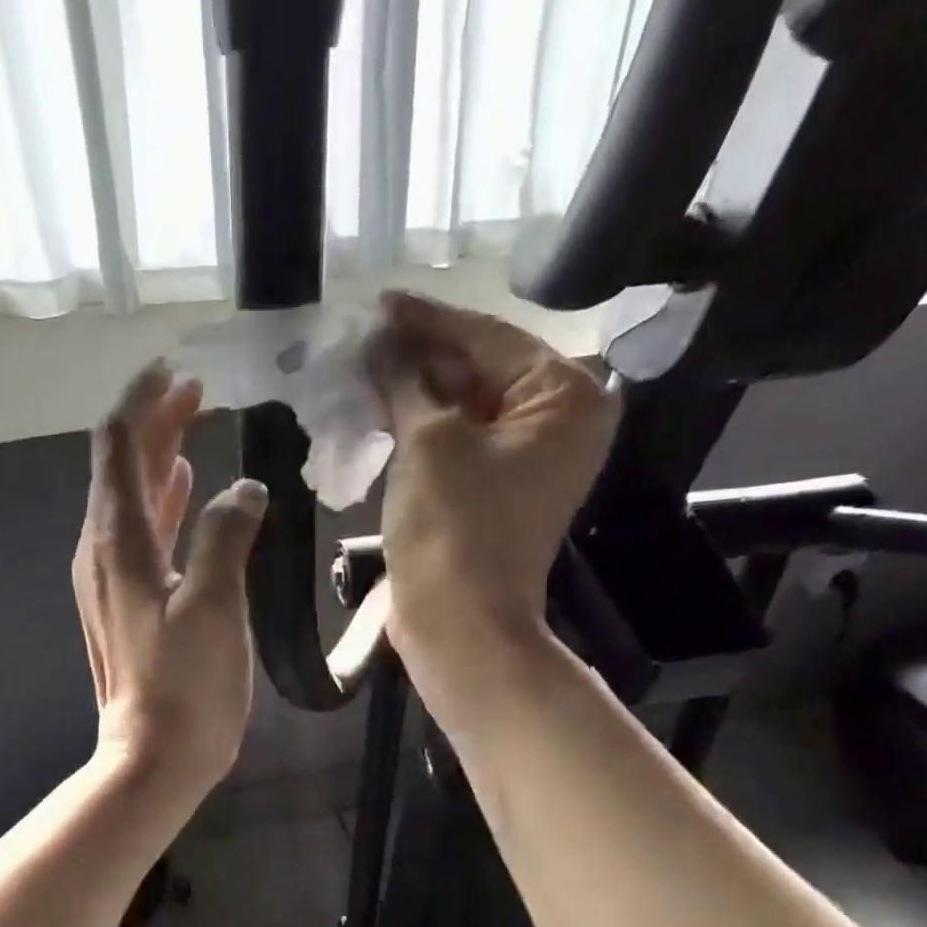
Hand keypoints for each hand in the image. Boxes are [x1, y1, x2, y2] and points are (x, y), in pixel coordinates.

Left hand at [74, 362, 268, 798]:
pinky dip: (162, 502)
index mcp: (118, 541)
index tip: (176, 370)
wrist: (155, 756)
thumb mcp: (214, 604)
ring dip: (159, 458)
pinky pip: (140, 533)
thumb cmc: (186, 685)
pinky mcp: (126, 602)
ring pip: (129, 497)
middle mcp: (103, 550)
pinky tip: (189, 491)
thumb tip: (242, 487)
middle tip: (196, 392)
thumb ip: (226, 535)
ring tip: (194, 425)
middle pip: (121, 465)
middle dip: (154, 422)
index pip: (119, 445)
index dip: (143, 401)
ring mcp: (110, 578)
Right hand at [367, 292, 618, 722]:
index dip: (427, 320)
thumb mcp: (427, 441)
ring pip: (464, 406)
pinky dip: (421, 427)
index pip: (488, 337)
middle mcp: (557, 422)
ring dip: (414, 391)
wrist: (458, 623)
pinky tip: (380, 410)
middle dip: (420, 356)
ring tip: (362, 368)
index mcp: (564, 397)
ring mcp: (527, 459)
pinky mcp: (496, 489)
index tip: (379, 302)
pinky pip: (458, 441)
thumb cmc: (453, 527)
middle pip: (480, 369)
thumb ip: (406, 380)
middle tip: (363, 338)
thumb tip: (380, 338)